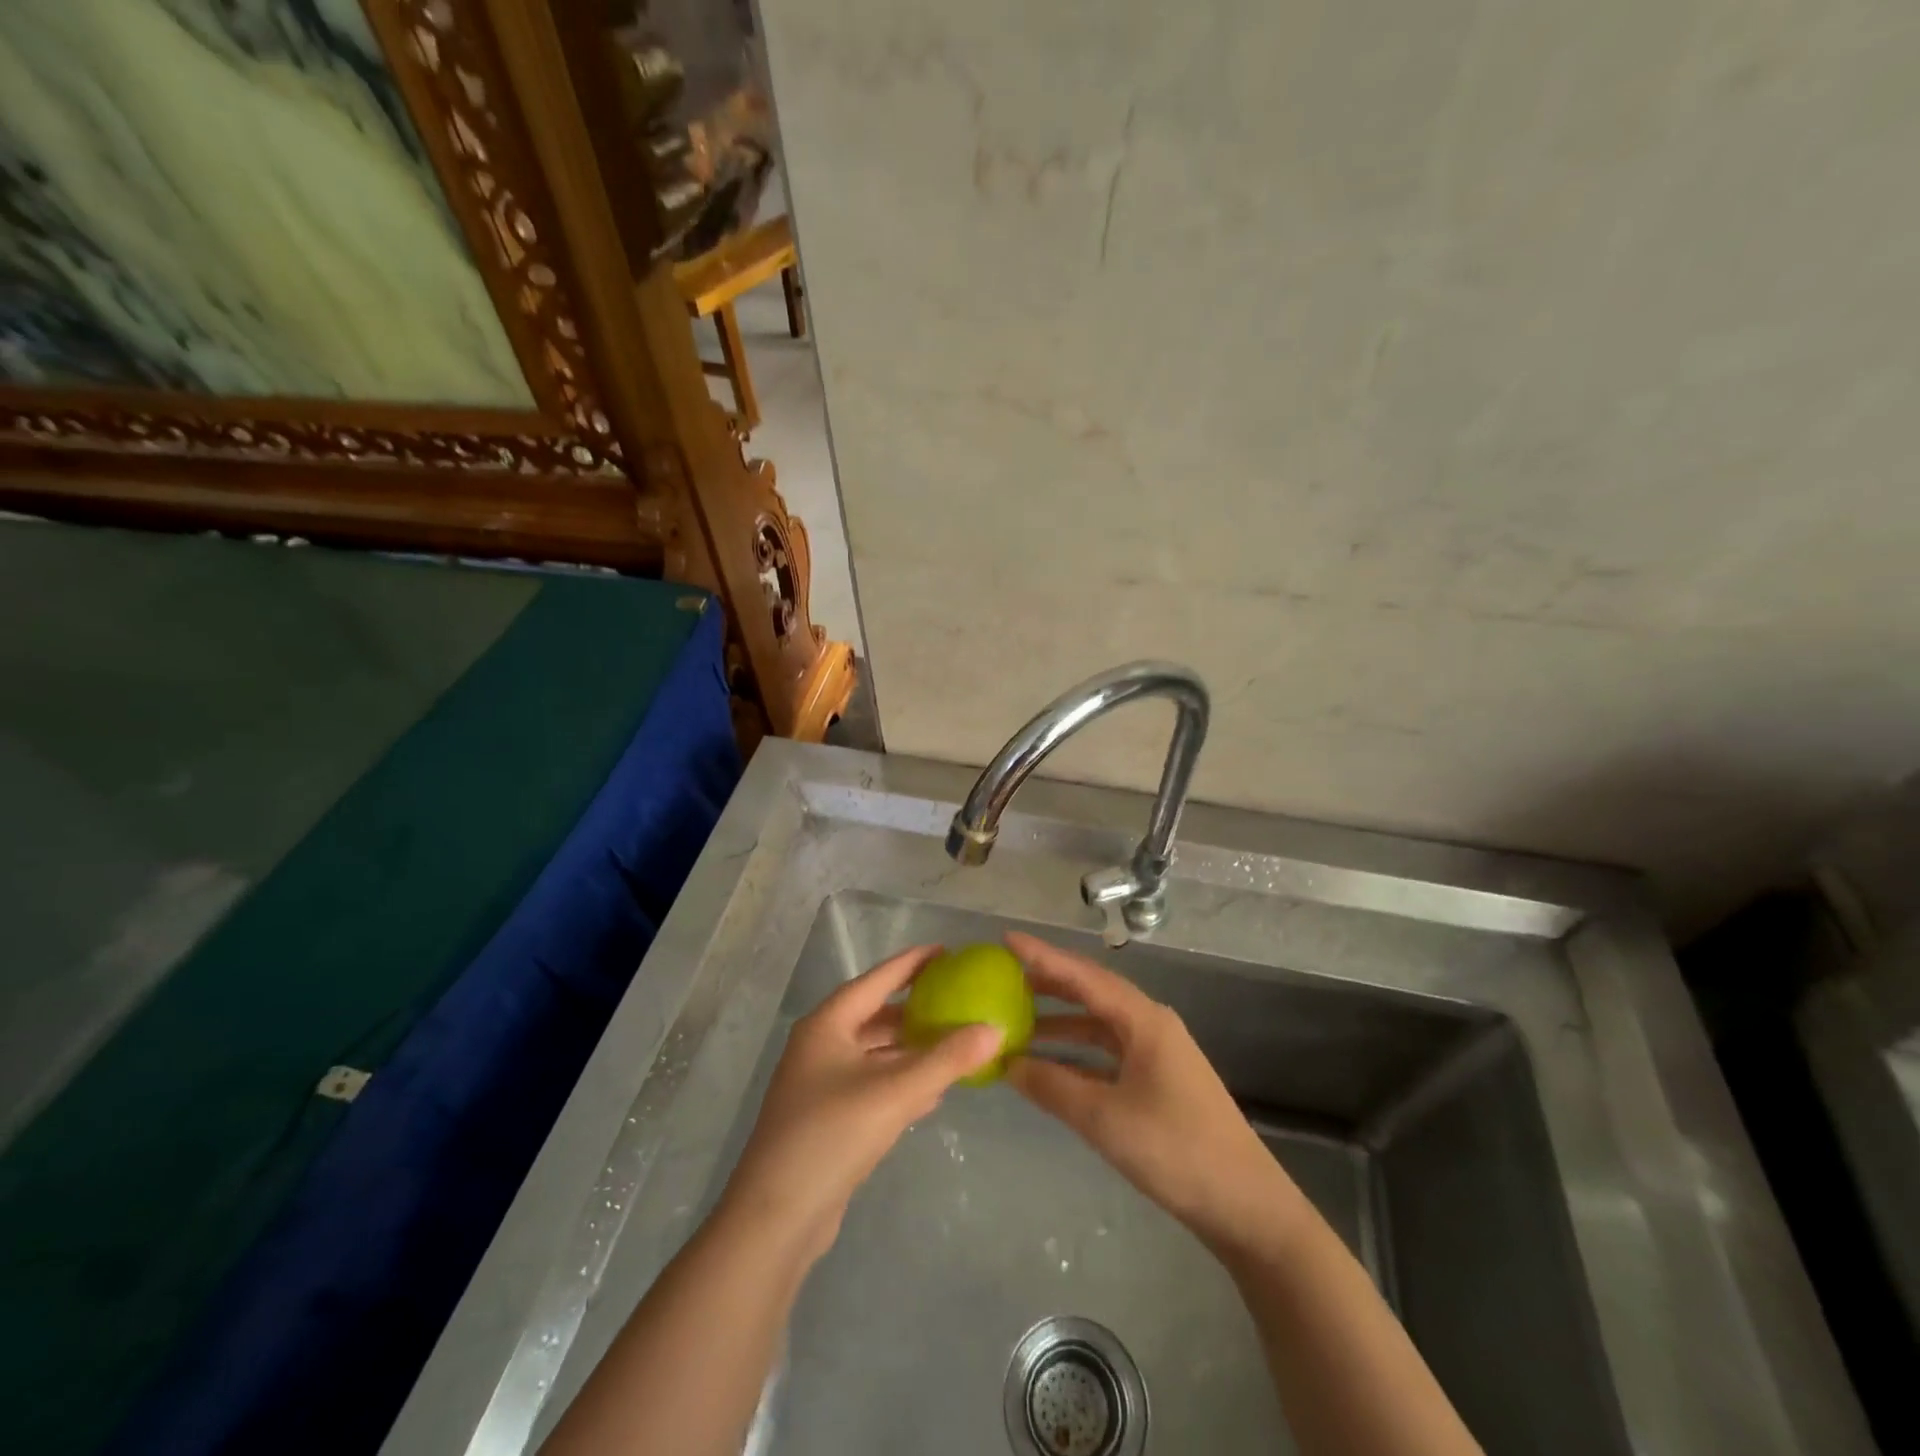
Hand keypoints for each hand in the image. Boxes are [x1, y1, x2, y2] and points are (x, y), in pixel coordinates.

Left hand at [719, 945, 1003, 1264]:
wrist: (777, 1219)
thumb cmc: (831, 1136)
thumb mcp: (894, 1092)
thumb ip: (946, 1060)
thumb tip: (994, 1029)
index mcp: (827, 1025)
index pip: (875, 981)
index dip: (910, 964)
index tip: (945, 951)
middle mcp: (821, 1046)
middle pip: (875, 1016)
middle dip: (914, 1008)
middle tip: (956, 997)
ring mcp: (821, 1084)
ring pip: (875, 1054)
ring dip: (911, 1049)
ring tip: (953, 1041)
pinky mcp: (828, 1119)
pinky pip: (873, 1086)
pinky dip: (902, 1082)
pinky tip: (933, 1092)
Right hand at [1004, 932, 1306, 1258]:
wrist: (1247, 1207)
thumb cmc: (1177, 1151)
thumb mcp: (1105, 1119)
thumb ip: (1052, 1087)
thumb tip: (1006, 1062)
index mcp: (1144, 1020)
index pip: (1083, 976)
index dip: (1042, 956)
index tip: (1005, 940)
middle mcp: (1150, 1025)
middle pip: (1092, 992)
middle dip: (1048, 983)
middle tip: (1004, 977)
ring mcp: (1157, 1054)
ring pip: (1099, 1024)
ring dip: (1060, 1022)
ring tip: (1017, 1022)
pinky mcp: (1158, 1081)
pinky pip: (1107, 1053)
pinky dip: (1077, 1053)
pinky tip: (1051, 1065)